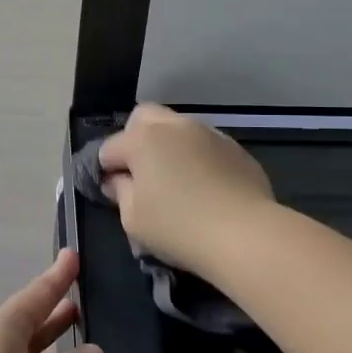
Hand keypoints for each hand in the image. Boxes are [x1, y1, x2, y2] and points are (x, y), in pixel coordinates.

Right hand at [98, 104, 275, 278]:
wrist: (246, 235)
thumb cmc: (179, 228)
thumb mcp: (133, 219)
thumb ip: (120, 192)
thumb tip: (118, 180)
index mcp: (143, 139)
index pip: (110, 147)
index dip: (105, 170)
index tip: (113, 192)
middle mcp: (174, 126)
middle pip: (143, 118)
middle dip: (134, 139)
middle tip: (140, 174)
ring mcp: (209, 133)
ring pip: (178, 128)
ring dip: (168, 146)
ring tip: (175, 181)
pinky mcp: (235, 148)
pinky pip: (205, 145)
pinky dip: (197, 157)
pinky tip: (204, 186)